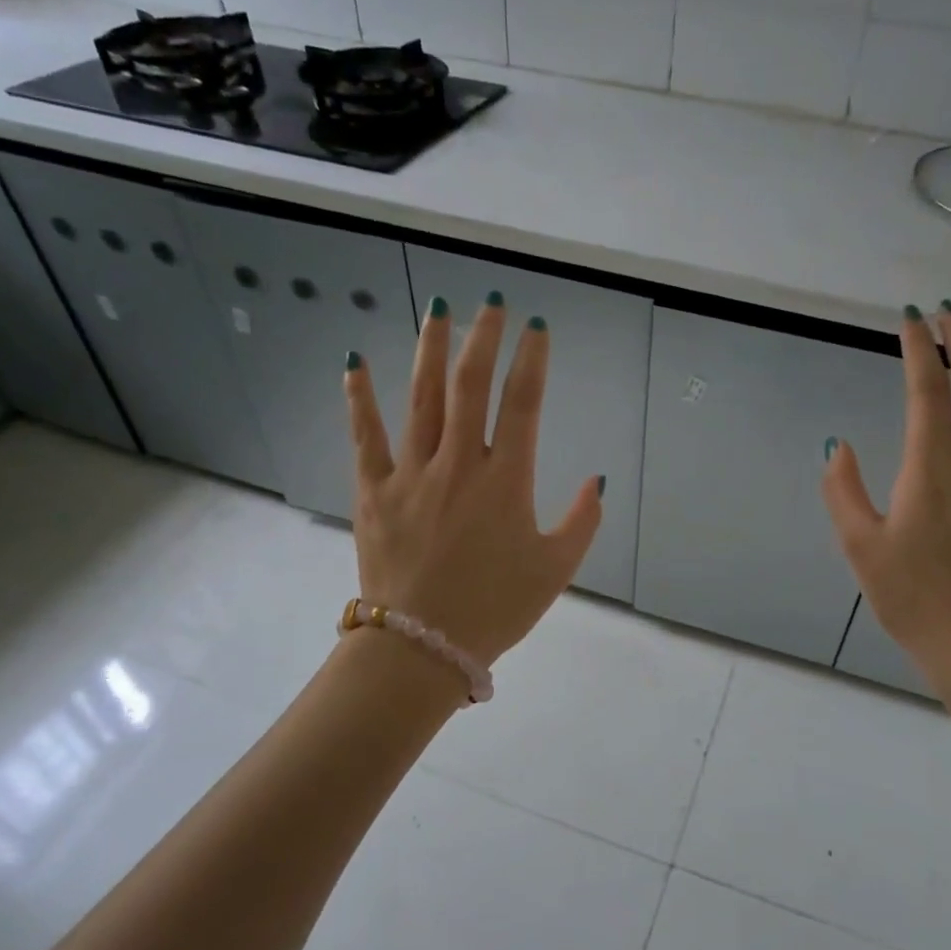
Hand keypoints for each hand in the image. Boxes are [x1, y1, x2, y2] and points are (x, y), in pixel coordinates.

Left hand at [343, 293, 601, 667]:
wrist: (422, 646)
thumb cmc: (496, 609)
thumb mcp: (555, 569)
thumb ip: (582, 521)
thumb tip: (595, 479)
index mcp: (505, 481)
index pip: (522, 403)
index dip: (532, 359)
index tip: (537, 326)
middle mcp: (459, 464)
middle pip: (471, 386)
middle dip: (483, 338)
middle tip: (490, 303)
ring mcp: (412, 473)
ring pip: (422, 398)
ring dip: (431, 350)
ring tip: (437, 309)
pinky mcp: (374, 491)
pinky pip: (366, 436)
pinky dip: (360, 397)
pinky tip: (355, 360)